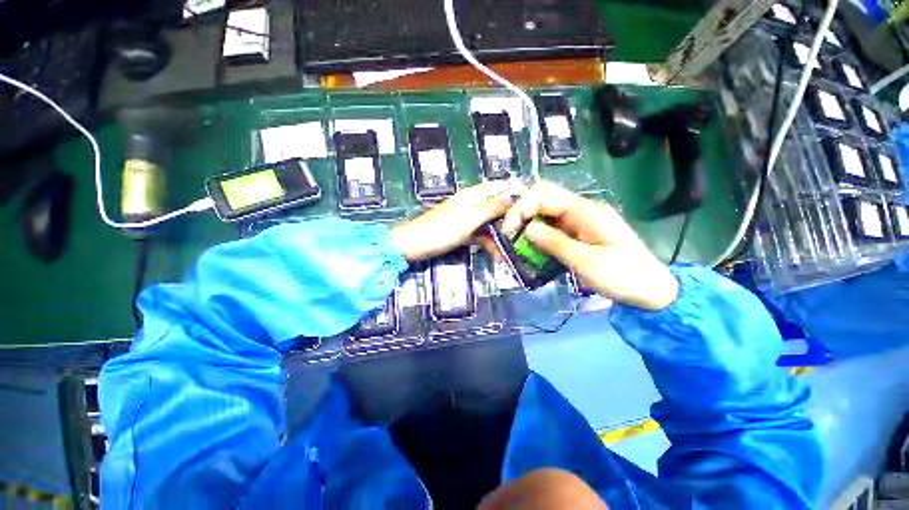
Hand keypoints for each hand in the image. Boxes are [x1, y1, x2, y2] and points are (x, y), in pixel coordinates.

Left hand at [390, 181, 512, 262]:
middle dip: (508, 223)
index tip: (529, 208)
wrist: (413, 245)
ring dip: (498, 238)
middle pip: (495, 209)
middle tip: (521, 238)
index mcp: (472, 196)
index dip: (513, 194)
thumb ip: (490, 209)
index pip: (497, 187)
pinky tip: (495, 256)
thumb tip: (512, 198)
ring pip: (488, 224)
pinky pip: (478, 235)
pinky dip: (486, 244)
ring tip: (506, 255)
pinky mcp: (460, 232)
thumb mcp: (469, 219)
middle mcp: (470, 204)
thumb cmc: (441, 230)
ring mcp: (465, 219)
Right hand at [502, 181, 678, 310]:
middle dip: (521, 213)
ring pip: (545, 213)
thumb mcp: (586, 262)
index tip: (509, 230)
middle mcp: (580, 210)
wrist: (651, 290)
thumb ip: (555, 243)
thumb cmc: (623, 276)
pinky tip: (530, 247)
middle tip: (509, 235)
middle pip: (543, 198)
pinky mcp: (578, 233)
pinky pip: (551, 227)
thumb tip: (526, 228)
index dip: (521, 208)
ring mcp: (579, 221)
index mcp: (585, 211)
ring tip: (515, 243)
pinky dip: (537, 235)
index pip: (544, 194)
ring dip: (527, 224)